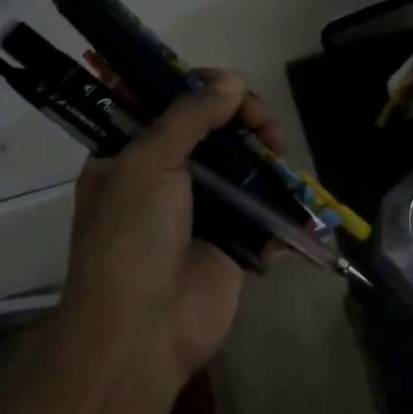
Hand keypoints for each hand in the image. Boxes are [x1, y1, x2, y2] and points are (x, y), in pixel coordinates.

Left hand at [61, 71, 284, 386]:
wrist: (142, 332)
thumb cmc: (131, 236)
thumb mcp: (148, 162)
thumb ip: (190, 116)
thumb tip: (231, 81)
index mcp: (127, 156)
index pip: (163, 104)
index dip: (195, 87)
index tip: (226, 84)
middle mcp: (161, 178)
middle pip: (208, 130)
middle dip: (240, 117)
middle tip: (262, 121)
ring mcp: (198, 210)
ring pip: (238, 164)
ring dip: (263, 153)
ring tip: (278, 149)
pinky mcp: (230, 242)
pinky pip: (258, 211)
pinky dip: (275, 202)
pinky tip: (285, 196)